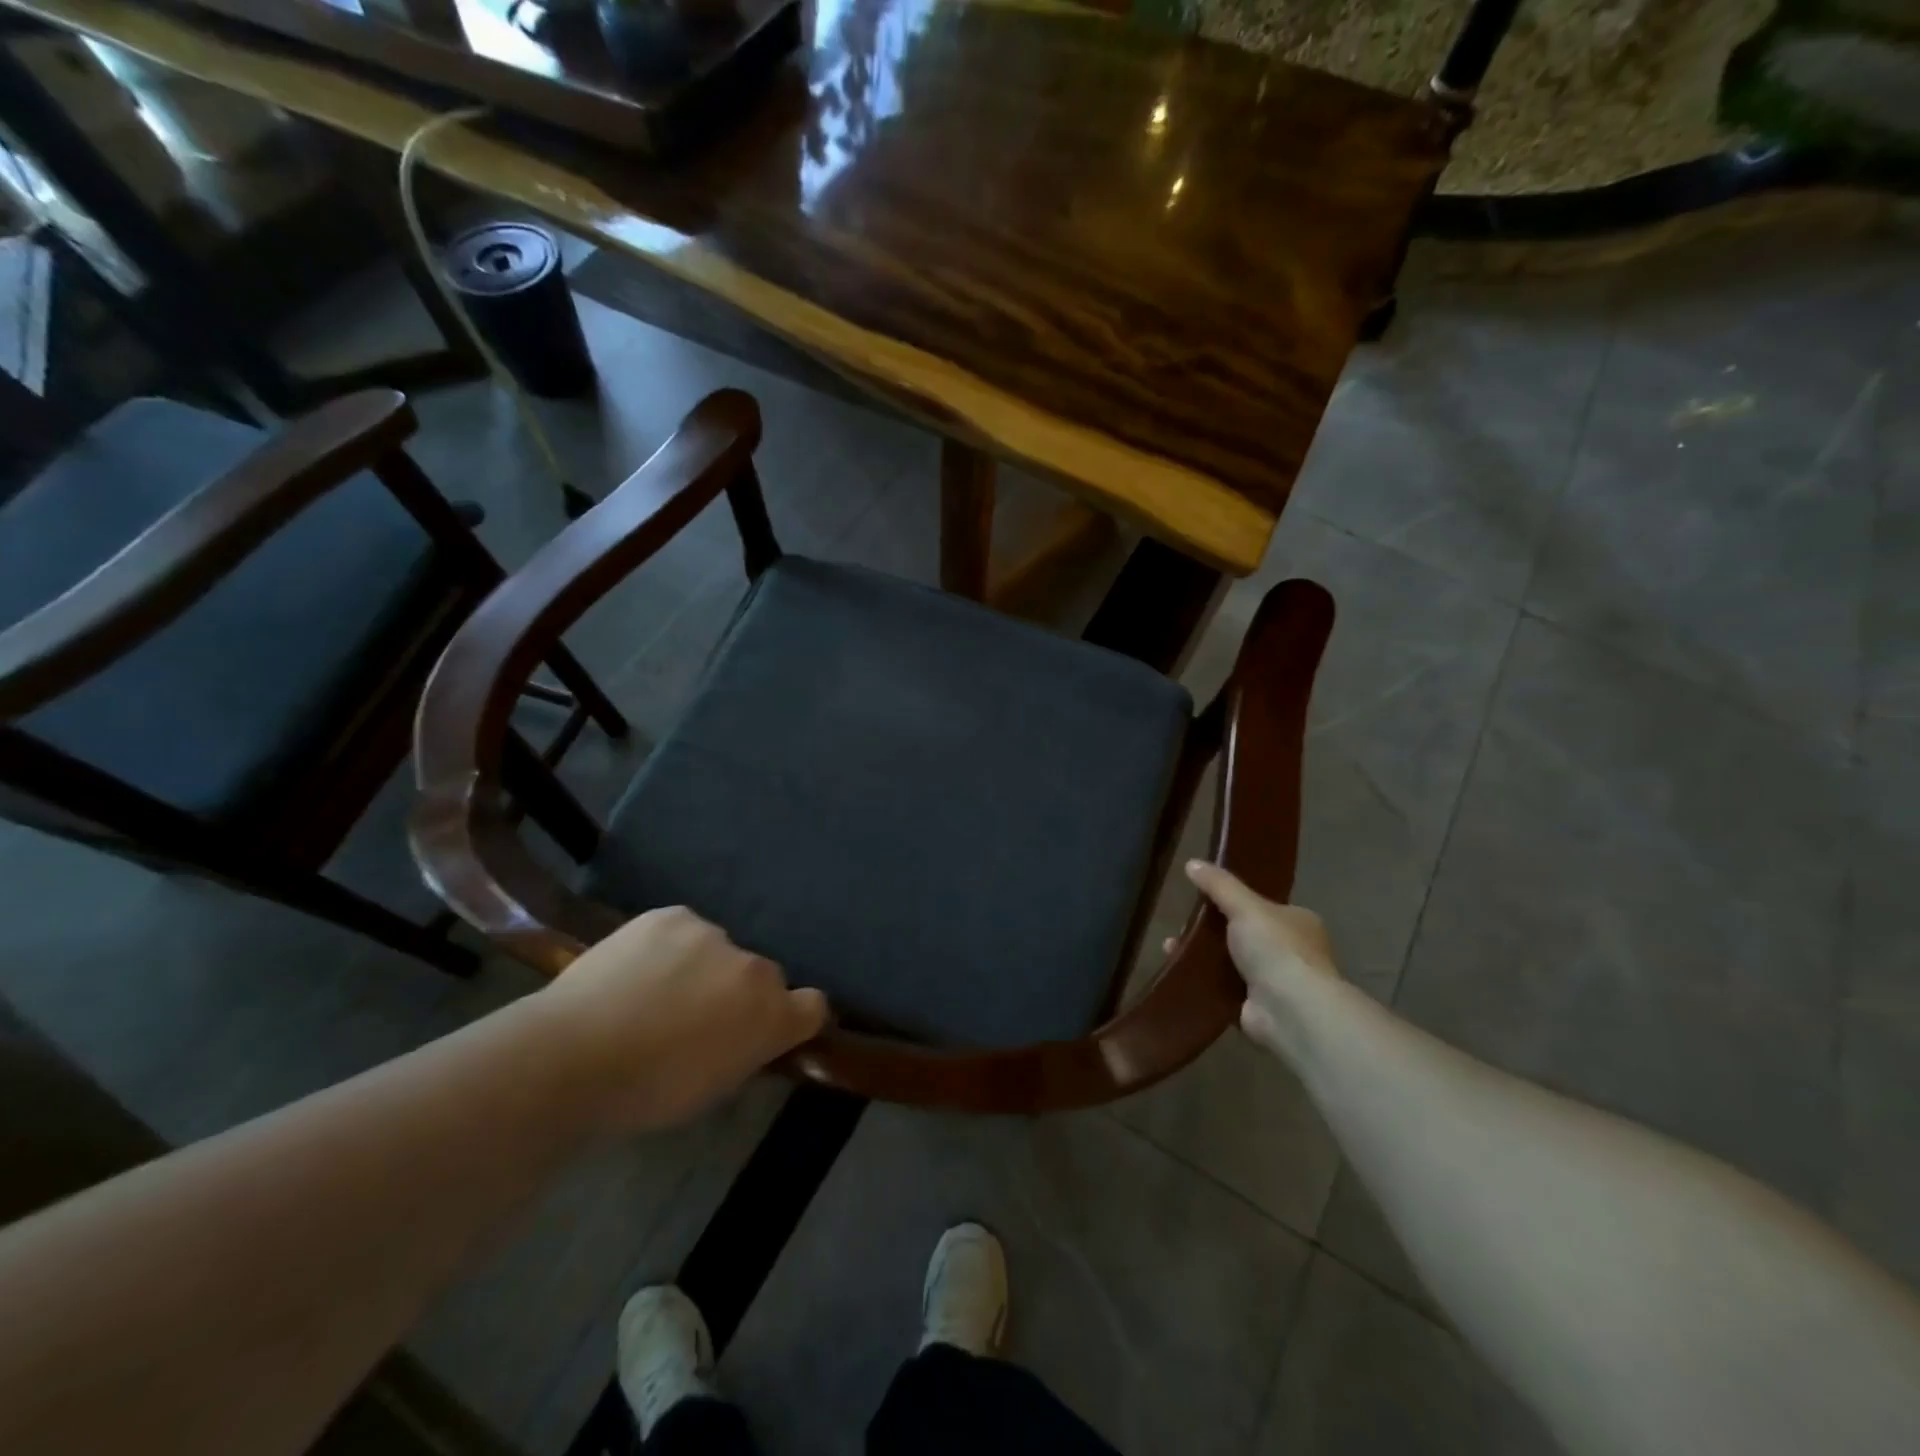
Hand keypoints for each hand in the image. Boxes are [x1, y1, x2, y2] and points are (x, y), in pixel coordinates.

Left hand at [537, 907, 828, 1131]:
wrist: (571, 1054)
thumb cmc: (645, 1091)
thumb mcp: (712, 1089)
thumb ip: (744, 1052)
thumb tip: (745, 1035)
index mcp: (771, 1015)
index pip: (814, 1006)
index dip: (795, 1017)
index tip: (768, 1030)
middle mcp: (754, 967)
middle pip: (762, 976)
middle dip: (738, 993)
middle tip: (695, 1018)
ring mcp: (713, 934)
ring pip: (720, 950)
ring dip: (703, 967)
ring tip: (654, 992)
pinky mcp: (673, 915)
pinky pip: (684, 931)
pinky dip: (670, 948)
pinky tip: (636, 969)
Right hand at [1184, 860, 1338, 1057]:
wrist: (1289, 1010)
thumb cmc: (1275, 949)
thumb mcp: (1245, 906)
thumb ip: (1219, 885)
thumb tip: (1192, 862)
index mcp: (1299, 922)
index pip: (1265, 906)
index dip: (1235, 901)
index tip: (1204, 899)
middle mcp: (1292, 952)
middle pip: (1244, 934)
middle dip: (1212, 931)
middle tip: (1182, 925)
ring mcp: (1276, 983)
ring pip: (1231, 962)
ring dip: (1203, 956)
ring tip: (1170, 947)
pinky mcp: (1258, 1008)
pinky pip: (1224, 989)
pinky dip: (1204, 981)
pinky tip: (1180, 971)